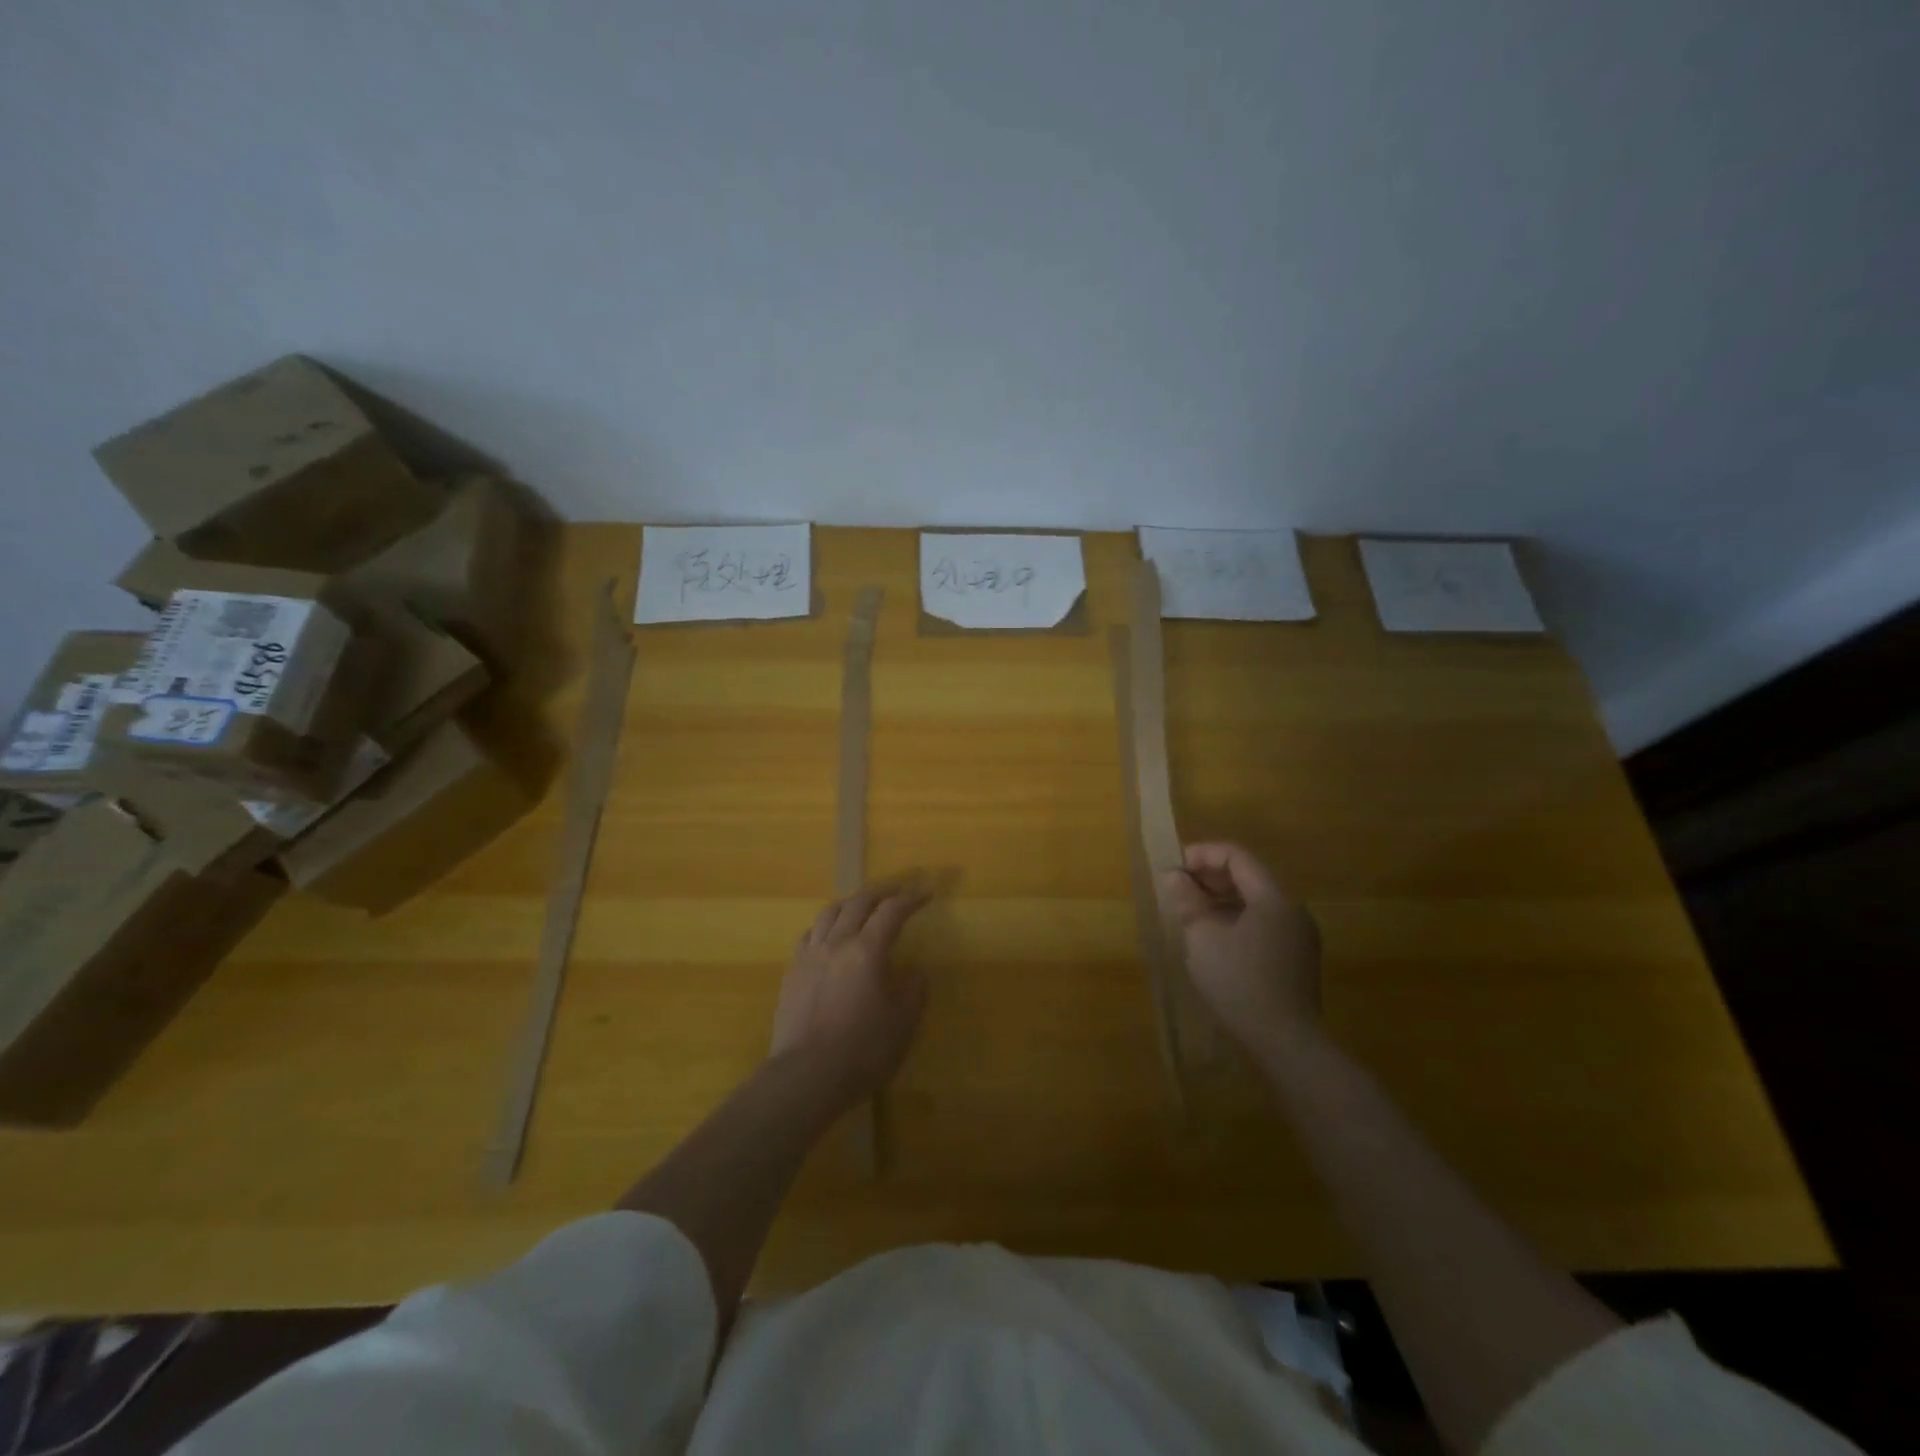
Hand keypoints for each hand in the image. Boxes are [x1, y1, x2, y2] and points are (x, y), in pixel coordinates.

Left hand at [771, 881, 931, 1107]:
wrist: (805, 1077)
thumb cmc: (862, 1051)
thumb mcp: (902, 1025)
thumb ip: (913, 992)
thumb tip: (915, 972)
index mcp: (867, 951)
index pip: (892, 912)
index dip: (911, 899)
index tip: (925, 893)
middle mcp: (836, 943)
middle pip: (858, 903)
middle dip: (880, 892)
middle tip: (896, 890)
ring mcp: (809, 956)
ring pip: (828, 913)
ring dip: (850, 903)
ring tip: (861, 905)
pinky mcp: (792, 973)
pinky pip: (809, 936)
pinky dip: (825, 926)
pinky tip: (828, 937)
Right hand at [1161, 842, 1322, 1058]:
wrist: (1285, 1043)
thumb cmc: (1240, 983)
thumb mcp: (1203, 937)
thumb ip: (1188, 900)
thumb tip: (1173, 875)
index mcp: (1274, 897)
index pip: (1237, 856)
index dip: (1201, 855)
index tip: (1172, 869)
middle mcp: (1292, 909)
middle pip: (1248, 875)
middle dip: (1210, 876)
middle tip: (1177, 888)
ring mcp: (1298, 935)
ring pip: (1255, 901)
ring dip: (1221, 899)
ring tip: (1190, 912)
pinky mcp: (1296, 958)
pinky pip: (1262, 923)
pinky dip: (1235, 919)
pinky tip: (1213, 938)